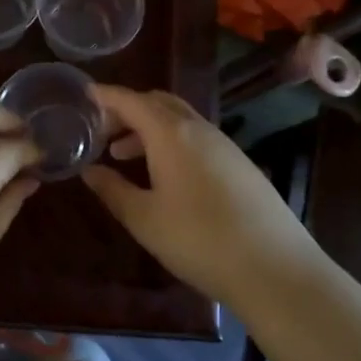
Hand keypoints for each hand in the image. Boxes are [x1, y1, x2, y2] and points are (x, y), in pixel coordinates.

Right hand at [82, 86, 316, 306]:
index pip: (132, 101)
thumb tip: (90, 171)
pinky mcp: (240, 164)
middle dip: (128, 109)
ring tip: (124, 154)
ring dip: (149, 127)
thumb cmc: (198, 240)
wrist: (274, 267)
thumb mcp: (145, 219)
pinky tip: (164, 173)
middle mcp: (198, 129)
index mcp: (170, 134)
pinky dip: (171, 141)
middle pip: (158, 102)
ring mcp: (224, 145)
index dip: (107, 95)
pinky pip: (196, 137)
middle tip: (102, 129)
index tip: (85, 93)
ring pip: (179, 120)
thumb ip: (113, 190)